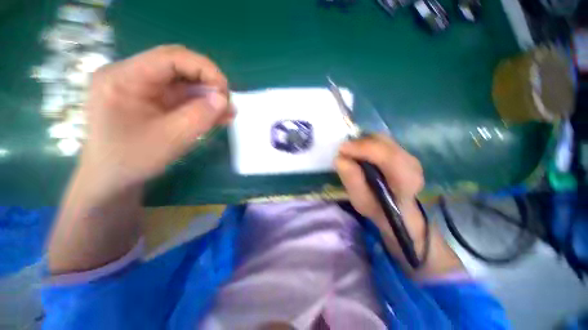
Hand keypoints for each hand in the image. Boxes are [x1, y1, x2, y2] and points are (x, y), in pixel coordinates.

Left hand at [81, 45, 232, 196]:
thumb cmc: (132, 160)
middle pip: (178, 66)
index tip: (225, 91)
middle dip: (207, 82)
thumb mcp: (171, 139)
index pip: (170, 57)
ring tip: (227, 113)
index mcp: (123, 78)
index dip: (204, 69)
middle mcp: (130, 75)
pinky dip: (200, 105)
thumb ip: (200, 116)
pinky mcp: (150, 99)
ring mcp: (140, 87)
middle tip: (226, 103)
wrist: (113, 178)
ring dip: (207, 96)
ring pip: (182, 82)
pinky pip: (180, 96)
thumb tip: (224, 99)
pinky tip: (216, 116)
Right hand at [335, 134, 423, 228]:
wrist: (396, 209)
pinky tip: (358, 153)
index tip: (341, 150)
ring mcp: (407, 154)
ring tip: (348, 153)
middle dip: (359, 143)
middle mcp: (411, 162)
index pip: (387, 156)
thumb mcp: (361, 201)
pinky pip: (380, 140)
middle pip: (383, 142)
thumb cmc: (378, 208)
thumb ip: (352, 181)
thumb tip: (340, 158)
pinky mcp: (400, 150)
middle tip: (342, 151)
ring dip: (361, 142)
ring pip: (380, 138)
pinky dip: (365, 143)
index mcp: (407, 180)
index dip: (363, 149)